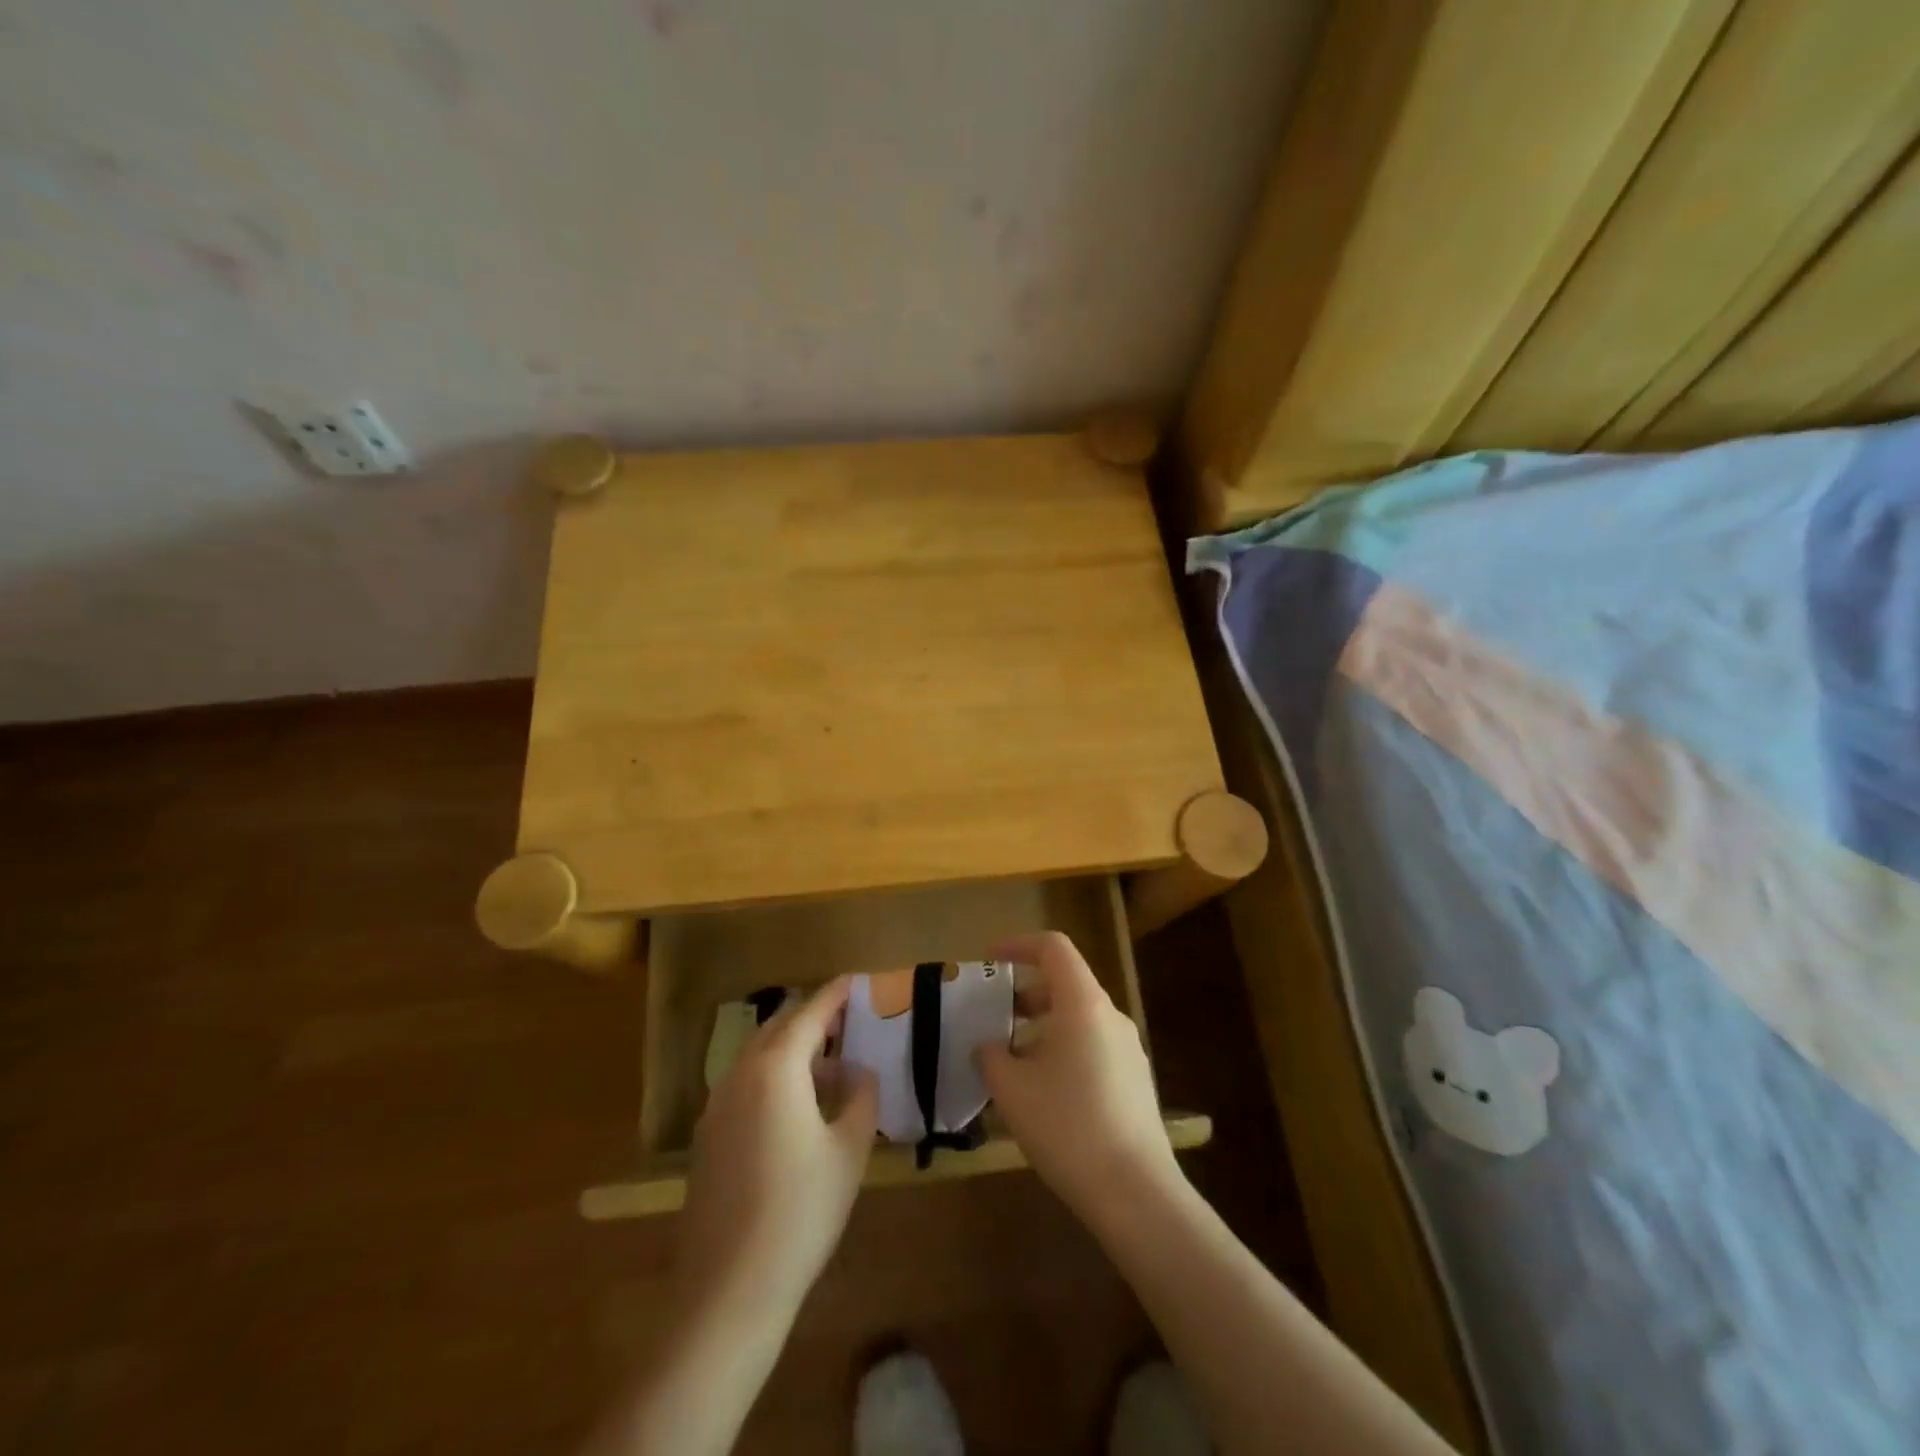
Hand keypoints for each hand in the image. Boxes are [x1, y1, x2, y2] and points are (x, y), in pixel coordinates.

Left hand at [678, 978, 878, 1310]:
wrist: (729, 1287)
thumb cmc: (801, 1209)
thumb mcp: (849, 1149)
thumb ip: (860, 1096)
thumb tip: (859, 1072)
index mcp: (776, 1067)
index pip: (810, 1014)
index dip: (834, 995)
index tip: (854, 980)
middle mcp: (740, 1074)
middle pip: (778, 1028)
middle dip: (812, 1018)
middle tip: (846, 1021)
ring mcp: (717, 1105)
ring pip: (758, 1056)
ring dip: (792, 1049)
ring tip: (828, 1065)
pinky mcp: (708, 1136)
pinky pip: (745, 1084)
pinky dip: (773, 1076)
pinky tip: (796, 1106)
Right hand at [976, 932, 1182, 1218]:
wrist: (1135, 1192)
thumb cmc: (1067, 1126)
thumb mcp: (1012, 1089)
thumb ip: (991, 1056)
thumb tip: (988, 1046)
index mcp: (1083, 1004)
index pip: (1054, 948)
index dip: (1018, 945)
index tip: (990, 960)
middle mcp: (1110, 1016)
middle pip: (1066, 983)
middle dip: (1024, 994)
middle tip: (992, 1016)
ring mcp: (1128, 1049)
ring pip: (1078, 1018)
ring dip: (1041, 1026)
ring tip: (1010, 1059)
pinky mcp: (1135, 1080)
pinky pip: (1092, 1046)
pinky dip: (1062, 1049)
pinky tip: (1041, 1091)